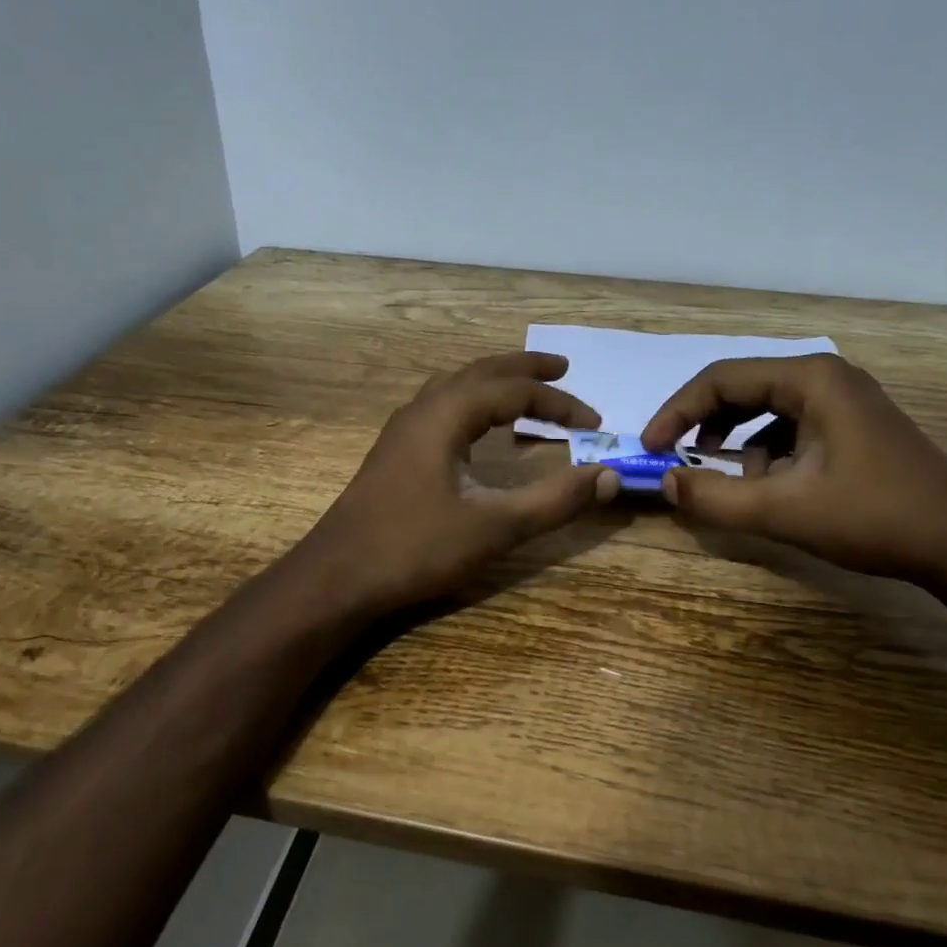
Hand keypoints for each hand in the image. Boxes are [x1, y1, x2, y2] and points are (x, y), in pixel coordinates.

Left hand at [298, 352, 620, 614]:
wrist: (336, 577)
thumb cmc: (414, 548)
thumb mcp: (494, 528)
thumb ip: (554, 501)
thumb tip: (609, 476)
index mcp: (445, 416)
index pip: (513, 391)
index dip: (558, 403)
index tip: (594, 422)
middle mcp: (422, 410)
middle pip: (480, 372)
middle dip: (524, 369)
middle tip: (562, 369)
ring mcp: (402, 431)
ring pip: (454, 386)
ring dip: (493, 381)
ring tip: (523, 390)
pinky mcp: (394, 453)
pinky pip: (440, 407)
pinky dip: (471, 403)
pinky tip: (476, 428)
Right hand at [639, 354, 946, 584]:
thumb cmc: (875, 517)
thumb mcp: (783, 511)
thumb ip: (715, 497)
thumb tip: (666, 483)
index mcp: (810, 379)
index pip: (720, 379)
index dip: (676, 412)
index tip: (651, 448)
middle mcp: (825, 376)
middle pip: (741, 388)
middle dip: (703, 425)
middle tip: (677, 460)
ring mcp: (844, 400)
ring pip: (765, 409)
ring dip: (736, 442)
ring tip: (732, 481)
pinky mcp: (853, 426)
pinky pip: (791, 427)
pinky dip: (768, 453)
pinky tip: (774, 488)